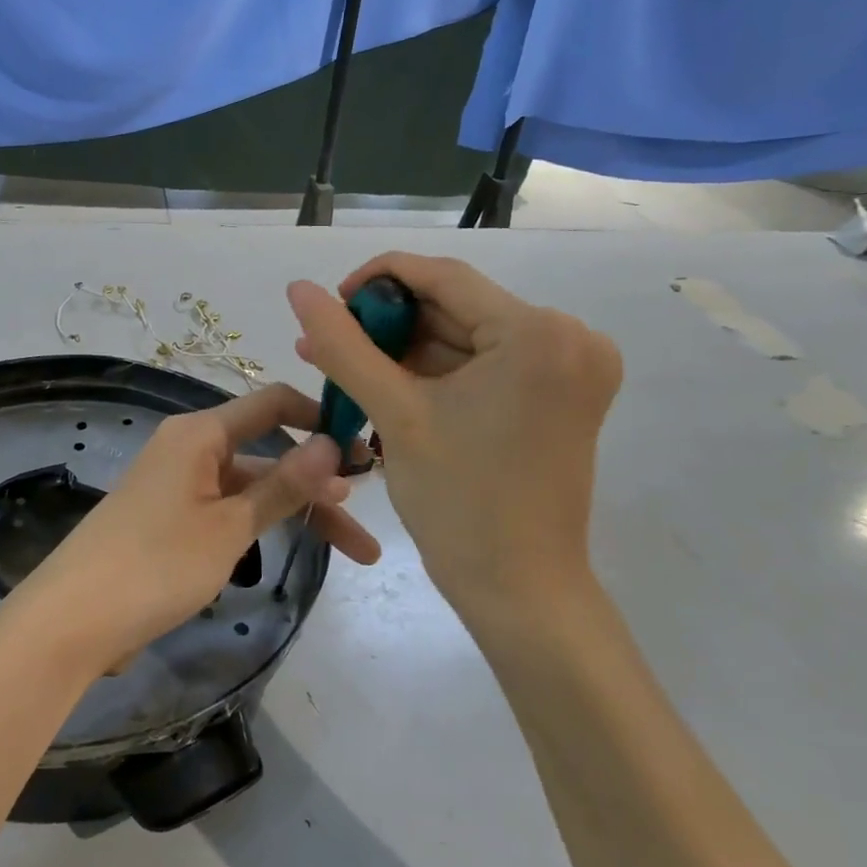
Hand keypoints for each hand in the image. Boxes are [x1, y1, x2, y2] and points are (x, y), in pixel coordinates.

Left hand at [3, 383, 381, 678]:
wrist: (75, 619)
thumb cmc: (156, 563)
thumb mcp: (229, 526)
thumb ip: (283, 486)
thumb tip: (334, 445)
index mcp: (199, 434)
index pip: (272, 403)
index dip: (321, 418)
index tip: (367, 447)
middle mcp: (190, 449)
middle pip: (268, 454)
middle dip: (321, 484)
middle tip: (373, 514)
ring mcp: (180, 487)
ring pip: (252, 490)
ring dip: (299, 513)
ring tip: (357, 552)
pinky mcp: (172, 522)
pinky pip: (229, 511)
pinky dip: (264, 525)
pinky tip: (297, 549)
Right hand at [287, 253, 620, 640]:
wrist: (519, 590)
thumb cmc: (458, 502)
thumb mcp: (393, 412)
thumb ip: (342, 344)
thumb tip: (297, 288)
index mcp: (540, 334)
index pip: (445, 277)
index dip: (377, 279)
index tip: (327, 301)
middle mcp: (570, 338)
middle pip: (456, 308)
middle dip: (386, 325)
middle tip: (326, 344)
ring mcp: (570, 368)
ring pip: (465, 337)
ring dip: (403, 351)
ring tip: (340, 367)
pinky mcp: (559, 395)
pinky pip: (483, 365)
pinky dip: (433, 373)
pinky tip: (383, 384)